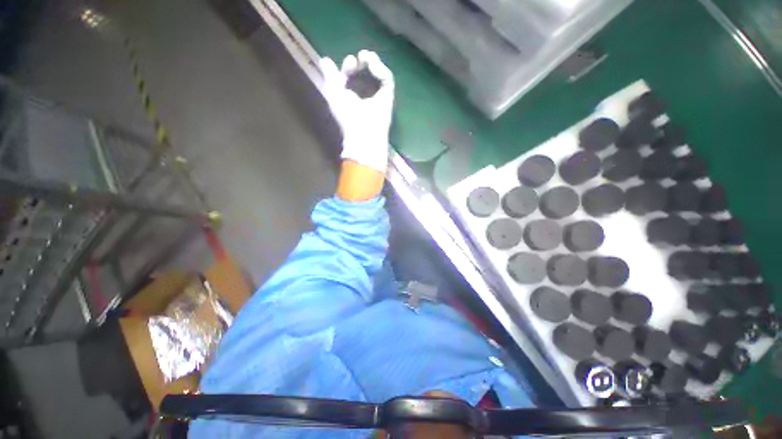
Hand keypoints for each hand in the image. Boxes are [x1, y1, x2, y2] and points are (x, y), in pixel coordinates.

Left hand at [320, 50, 394, 172]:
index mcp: (352, 96)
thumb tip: (324, 59)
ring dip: (373, 62)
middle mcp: (365, 95)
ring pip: (378, 73)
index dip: (349, 66)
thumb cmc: (347, 115)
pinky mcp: (388, 96)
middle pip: (365, 73)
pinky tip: (373, 66)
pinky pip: (387, 78)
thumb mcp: (333, 93)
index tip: (350, 62)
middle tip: (359, 58)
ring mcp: (378, 95)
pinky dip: (380, 69)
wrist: (363, 130)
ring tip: (366, 56)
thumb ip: (330, 76)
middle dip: (362, 62)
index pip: (351, 77)